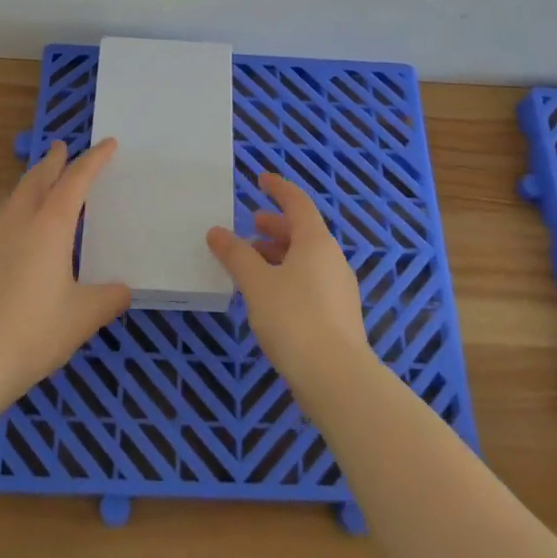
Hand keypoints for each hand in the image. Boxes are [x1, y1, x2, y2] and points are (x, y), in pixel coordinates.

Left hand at [0, 138, 130, 411]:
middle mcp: (22, 222)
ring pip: (17, 194)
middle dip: (54, 161)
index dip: (94, 160)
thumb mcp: (84, 316)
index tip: (108, 143)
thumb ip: (109, 298)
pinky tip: (22, 220)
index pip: (76, 180)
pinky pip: (6, 213)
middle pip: (38, 179)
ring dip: (33, 179)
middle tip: (63, 147)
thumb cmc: (35, 331)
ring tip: (43, 176)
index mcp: (50, 225)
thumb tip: (123, 291)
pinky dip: (20, 201)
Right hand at [206, 174, 372, 398]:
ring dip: (279, 253)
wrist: (336, 378)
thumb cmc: (294, 319)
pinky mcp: (339, 316)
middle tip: (251, 225)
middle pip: (303, 231)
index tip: (260, 179)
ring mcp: (339, 288)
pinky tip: (269, 296)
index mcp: (316, 242)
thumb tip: (217, 232)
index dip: (278, 188)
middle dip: (275, 225)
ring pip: (306, 258)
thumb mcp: (256, 283)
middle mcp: (332, 258)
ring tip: (252, 263)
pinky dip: (288, 276)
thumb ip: (236, 255)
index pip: (297, 202)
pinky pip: (310, 281)